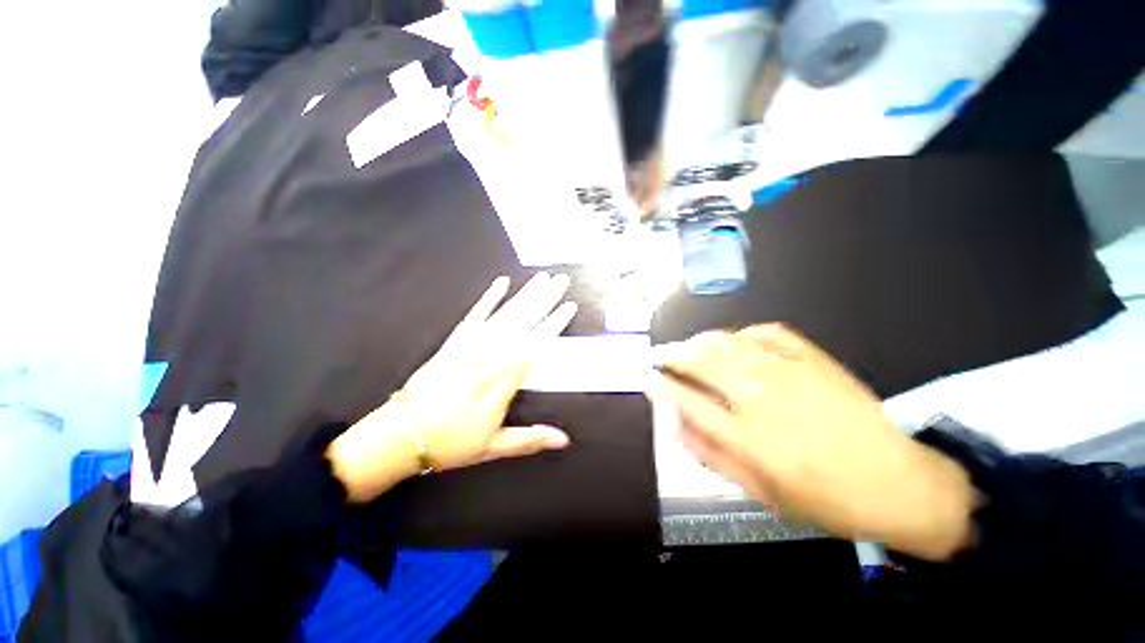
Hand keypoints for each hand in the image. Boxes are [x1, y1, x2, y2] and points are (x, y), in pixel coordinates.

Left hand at [328, 274, 577, 501]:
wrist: (402, 435)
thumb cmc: (451, 443)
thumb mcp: (493, 447)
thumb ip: (530, 439)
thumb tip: (564, 440)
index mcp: (501, 384)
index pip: (534, 348)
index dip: (553, 326)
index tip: (568, 307)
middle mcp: (488, 360)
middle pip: (522, 325)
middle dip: (544, 301)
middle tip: (561, 281)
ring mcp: (469, 349)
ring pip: (504, 317)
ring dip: (525, 296)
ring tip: (542, 279)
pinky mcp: (453, 343)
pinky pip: (474, 316)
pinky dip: (488, 299)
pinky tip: (501, 284)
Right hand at [652, 324, 978, 560]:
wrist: (899, 484)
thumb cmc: (825, 499)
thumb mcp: (761, 494)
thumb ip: (712, 457)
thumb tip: (677, 427)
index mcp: (748, 437)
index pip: (687, 401)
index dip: (660, 387)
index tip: (647, 380)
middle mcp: (761, 397)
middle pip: (701, 362)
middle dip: (672, 356)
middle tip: (660, 357)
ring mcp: (788, 372)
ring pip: (727, 342)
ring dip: (699, 341)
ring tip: (687, 346)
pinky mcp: (813, 359)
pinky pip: (768, 332)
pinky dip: (744, 332)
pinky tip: (736, 341)